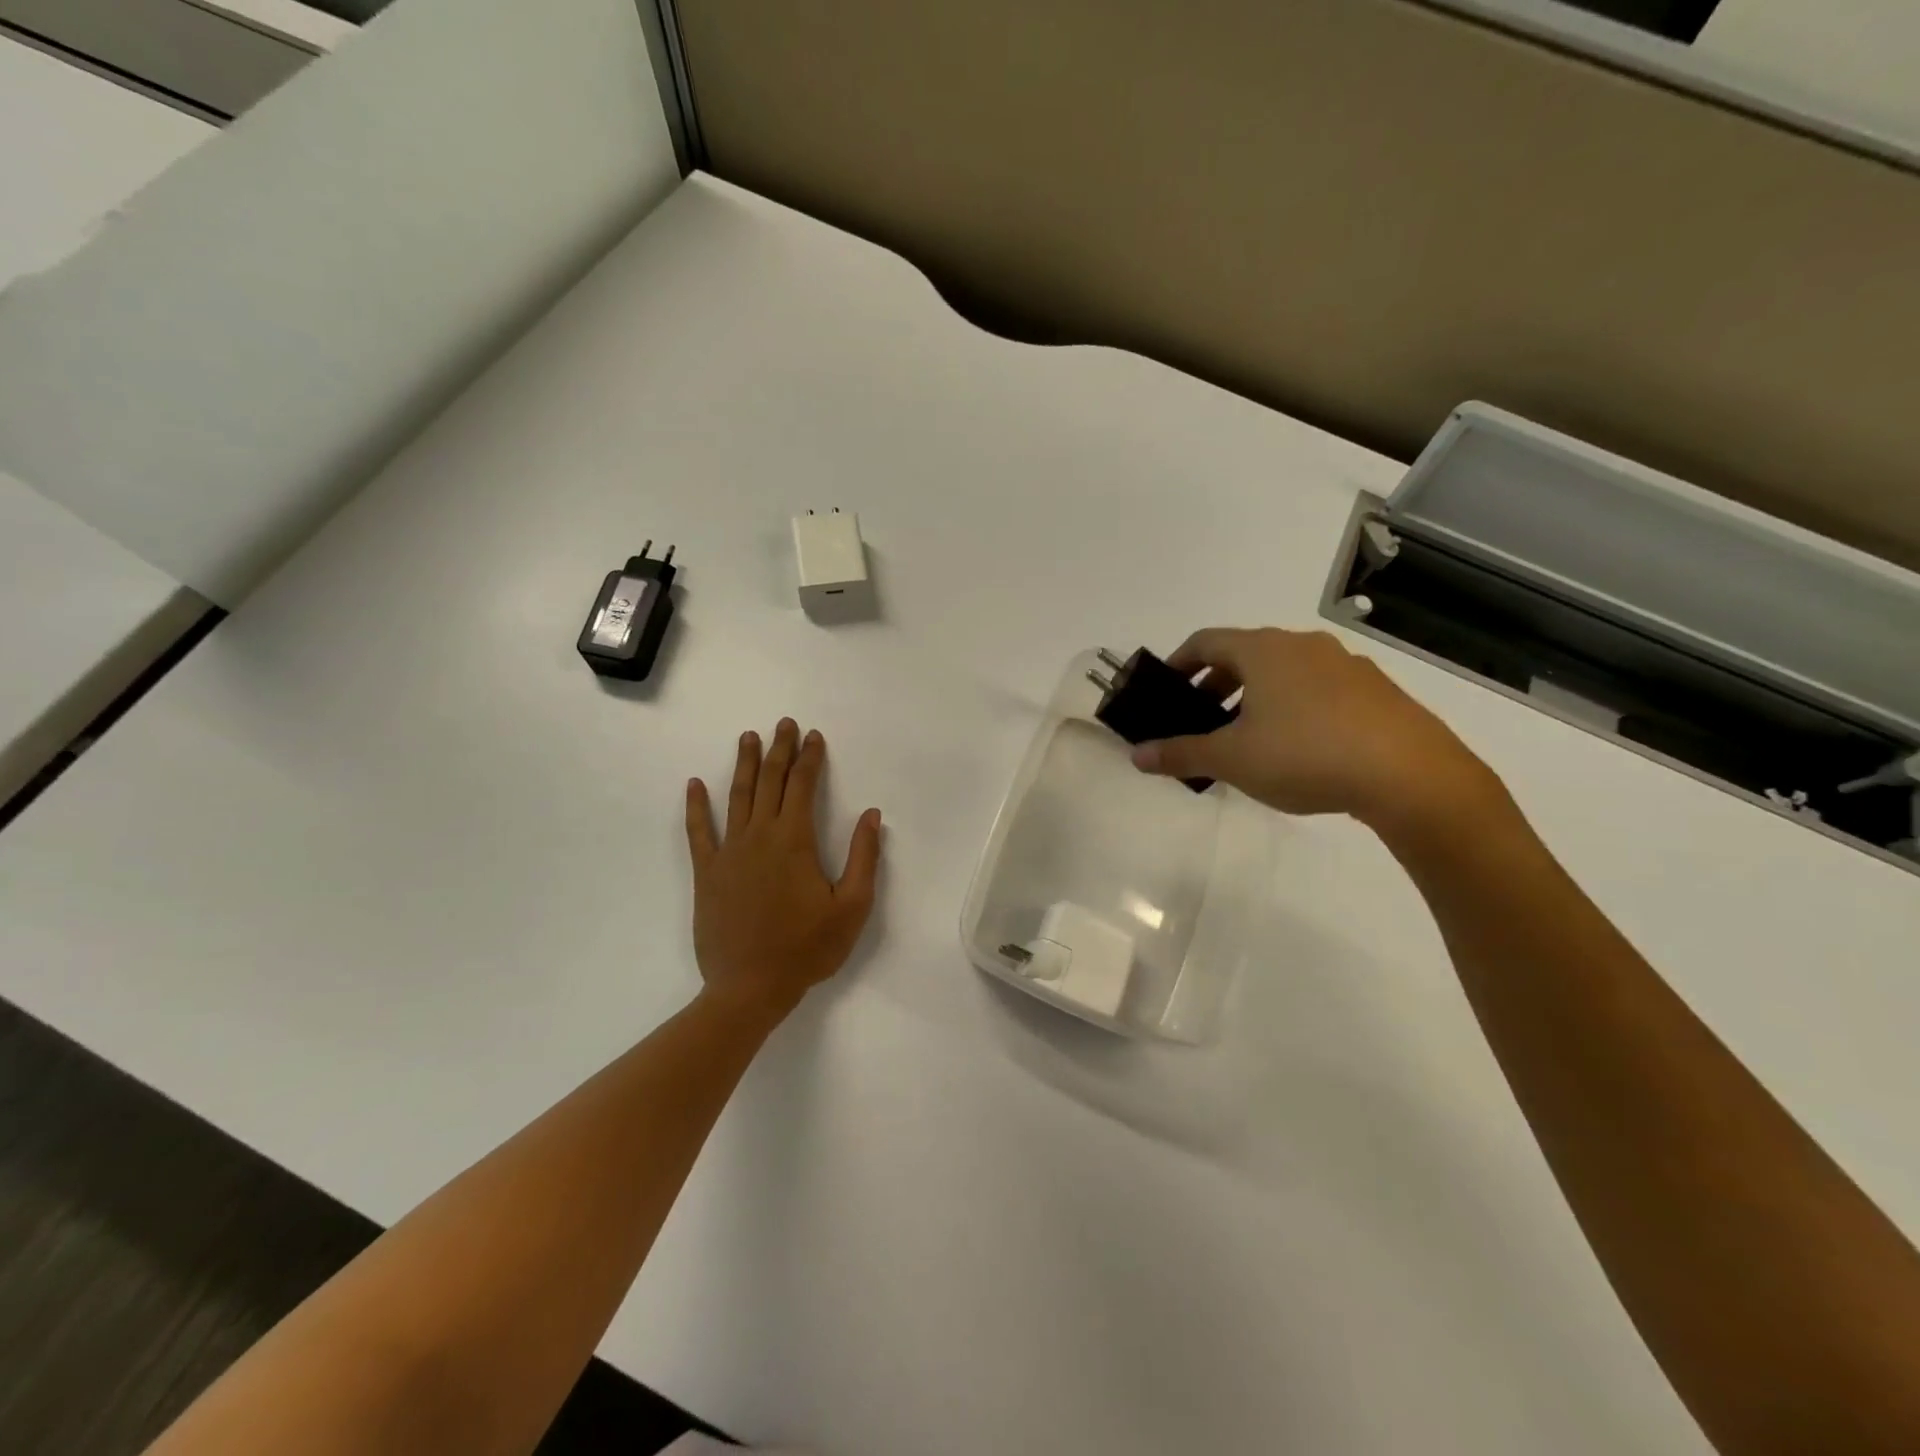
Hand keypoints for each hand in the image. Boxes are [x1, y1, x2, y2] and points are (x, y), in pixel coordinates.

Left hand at [685, 720, 883, 1021]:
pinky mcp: (707, 872)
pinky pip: (699, 831)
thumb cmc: (807, 948)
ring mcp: (728, 852)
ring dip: (744, 765)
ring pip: (737, 796)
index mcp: (794, 840)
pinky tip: (695, 784)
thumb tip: (872, 815)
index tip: (813, 736)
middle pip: (770, 782)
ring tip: (748, 738)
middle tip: (783, 724)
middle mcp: (759, 836)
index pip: (802, 786)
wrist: (750, 987)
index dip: (810, 758)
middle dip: (779, 750)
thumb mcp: (852, 907)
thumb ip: (864, 857)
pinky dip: (696, 806)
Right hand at [1130, 627, 1499, 831]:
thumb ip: (1181, 754)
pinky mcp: (1375, 691)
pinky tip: (1296, 748)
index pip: (1205, 641)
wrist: (1411, 776)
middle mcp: (1303, 646)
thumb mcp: (1232, 759)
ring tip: (1246, 738)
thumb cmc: (1305, 755)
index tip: (1164, 691)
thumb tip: (1136, 756)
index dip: (1178, 663)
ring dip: (1253, 696)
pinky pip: (1317, 689)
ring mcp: (1345, 666)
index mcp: (1263, 650)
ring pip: (1283, 672)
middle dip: (1214, 685)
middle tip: (1200, 720)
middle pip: (1243, 654)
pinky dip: (1292, 706)